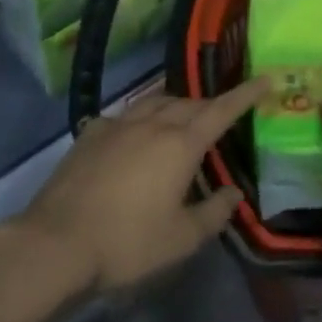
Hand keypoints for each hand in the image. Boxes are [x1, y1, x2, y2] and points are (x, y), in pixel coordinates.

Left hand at [21, 79, 263, 293]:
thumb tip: (233, 192)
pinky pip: (125, 115)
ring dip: (175, 106)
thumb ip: (214, 213)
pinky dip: (141, 118)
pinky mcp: (90, 135)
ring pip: (156, 102)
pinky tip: (135, 134)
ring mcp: (117, 125)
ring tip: (182, 118)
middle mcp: (151, 124)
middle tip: (221, 116)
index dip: (245, 95)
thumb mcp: (181, 239)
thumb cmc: (128, 242)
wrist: (56, 243)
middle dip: (209, 106)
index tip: (265, 79)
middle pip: (188, 104)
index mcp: (180, 144)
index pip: (221, 111)